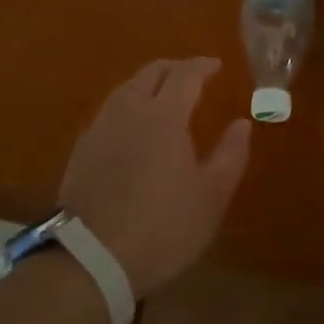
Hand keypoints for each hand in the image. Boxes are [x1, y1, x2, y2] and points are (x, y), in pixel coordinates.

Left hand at [59, 58, 250, 297]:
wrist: (91, 259)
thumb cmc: (162, 227)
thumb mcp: (211, 197)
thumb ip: (230, 155)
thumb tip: (242, 124)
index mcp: (164, 116)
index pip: (185, 75)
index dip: (202, 66)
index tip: (216, 65)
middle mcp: (129, 111)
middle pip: (150, 73)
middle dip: (174, 68)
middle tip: (191, 74)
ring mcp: (100, 129)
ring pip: (125, 89)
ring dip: (147, 83)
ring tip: (162, 95)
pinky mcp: (81, 150)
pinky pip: (109, 111)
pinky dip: (127, 105)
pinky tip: (132, 125)